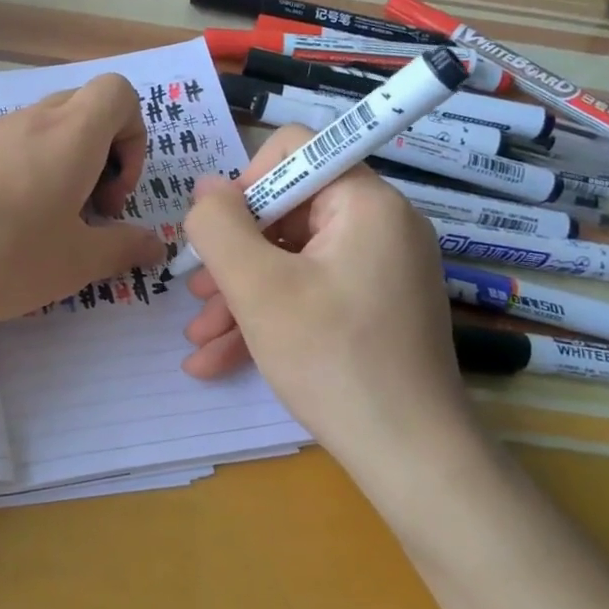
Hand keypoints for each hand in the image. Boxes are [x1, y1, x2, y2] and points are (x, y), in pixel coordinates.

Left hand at [0, 74, 167, 324]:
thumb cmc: (1, 254)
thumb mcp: (74, 264)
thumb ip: (122, 249)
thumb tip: (155, 244)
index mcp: (70, 136)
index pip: (119, 93)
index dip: (133, 136)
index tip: (113, 194)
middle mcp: (29, 121)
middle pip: (81, 110)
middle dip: (99, 156)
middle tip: (84, 212)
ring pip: (39, 132)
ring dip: (56, 169)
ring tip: (39, 228)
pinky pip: (2, 149)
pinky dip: (17, 176)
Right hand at [179, 125, 482, 494]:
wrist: (410, 458)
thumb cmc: (332, 360)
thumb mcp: (258, 288)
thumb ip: (219, 226)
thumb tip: (205, 188)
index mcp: (365, 203)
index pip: (295, 149)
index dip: (246, 183)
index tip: (219, 234)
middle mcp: (380, 226)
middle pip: (287, 211)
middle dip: (233, 254)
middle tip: (197, 295)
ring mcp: (380, 270)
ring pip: (292, 260)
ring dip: (240, 293)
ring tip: (199, 336)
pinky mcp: (375, 308)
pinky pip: (311, 293)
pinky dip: (269, 317)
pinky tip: (219, 359)